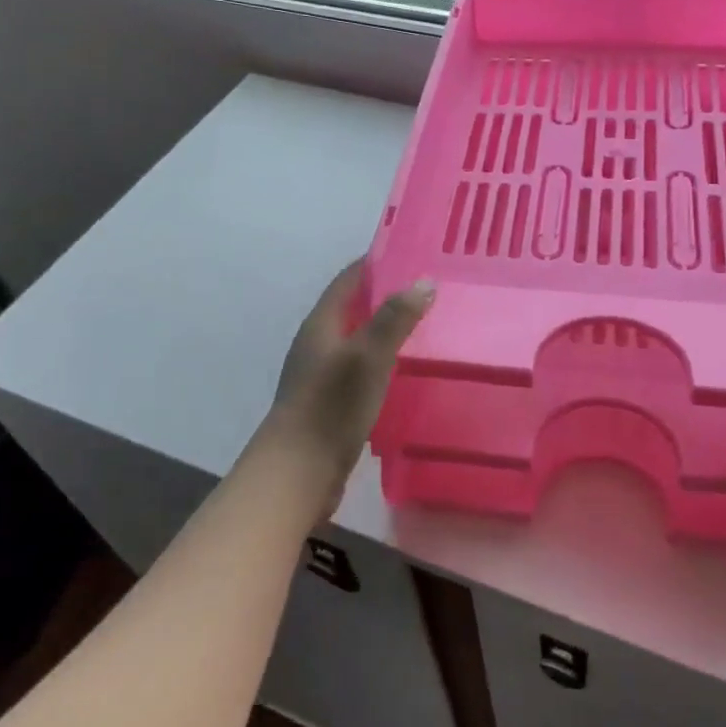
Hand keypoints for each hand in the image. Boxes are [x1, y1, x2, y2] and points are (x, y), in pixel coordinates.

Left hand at [255, 260, 433, 511]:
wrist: (297, 473)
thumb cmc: (331, 407)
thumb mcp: (369, 356)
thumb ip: (395, 318)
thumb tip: (423, 281)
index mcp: (321, 324)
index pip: (349, 279)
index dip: (376, 263)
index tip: (411, 253)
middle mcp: (318, 343)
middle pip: (353, 307)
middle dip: (386, 295)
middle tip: (428, 289)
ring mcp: (321, 374)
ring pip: (357, 339)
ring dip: (385, 328)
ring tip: (424, 325)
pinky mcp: (329, 402)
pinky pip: (360, 368)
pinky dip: (382, 359)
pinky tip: (404, 370)